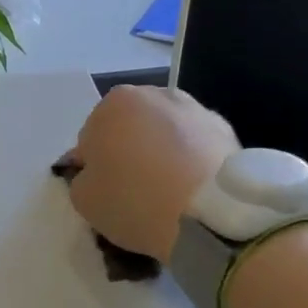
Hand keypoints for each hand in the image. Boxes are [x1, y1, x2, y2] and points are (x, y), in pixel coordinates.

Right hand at [60, 85, 237, 262]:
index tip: (104, 190)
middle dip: (128, 151)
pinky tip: (191, 189)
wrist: (210, 213)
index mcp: (113, 104)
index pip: (90, 137)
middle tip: (133, 189)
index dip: (94, 166)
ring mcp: (194, 108)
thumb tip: (95, 172)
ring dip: (161, 152)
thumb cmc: (135, 200)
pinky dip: (190, 160)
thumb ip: (82, 177)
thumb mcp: (84, 199)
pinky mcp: (226, 129)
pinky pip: (194, 145)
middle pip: (129, 128)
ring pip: (164, 133)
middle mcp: (154, 94)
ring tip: (166, 191)